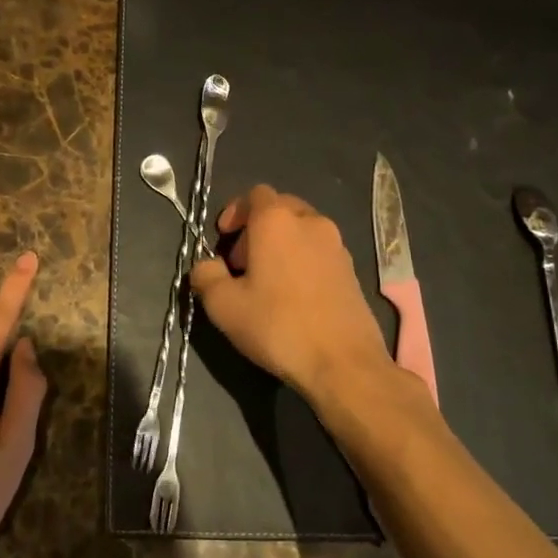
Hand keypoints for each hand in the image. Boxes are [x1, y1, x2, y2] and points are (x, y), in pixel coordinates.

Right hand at [190, 185, 398, 404]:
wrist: (343, 362)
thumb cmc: (277, 326)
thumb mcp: (223, 305)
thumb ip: (206, 275)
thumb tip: (206, 265)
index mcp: (277, 221)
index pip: (255, 194)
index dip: (235, 211)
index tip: (223, 238)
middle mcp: (311, 222)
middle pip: (280, 208)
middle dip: (257, 227)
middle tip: (241, 261)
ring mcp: (337, 245)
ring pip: (302, 229)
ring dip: (281, 243)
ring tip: (267, 280)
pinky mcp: (352, 270)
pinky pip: (319, 251)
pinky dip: (302, 259)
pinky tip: (294, 295)